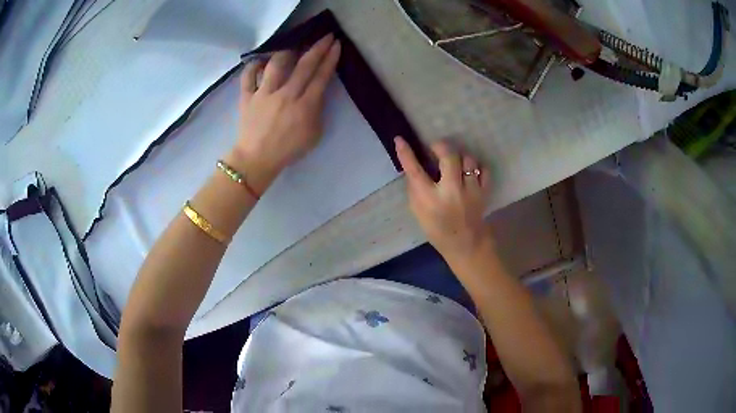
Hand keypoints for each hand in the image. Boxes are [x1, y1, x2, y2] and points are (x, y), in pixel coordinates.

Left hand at [226, 34, 341, 193]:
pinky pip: (248, 77)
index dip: (330, 59)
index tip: (336, 44)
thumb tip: (316, 92)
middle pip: (304, 65)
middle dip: (317, 48)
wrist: (257, 160)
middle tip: (325, 36)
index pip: (321, 76)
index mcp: (304, 105)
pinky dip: (252, 67)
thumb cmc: (288, 149)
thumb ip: (317, 110)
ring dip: (287, 52)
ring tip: (292, 48)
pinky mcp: (247, 97)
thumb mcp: (313, 134)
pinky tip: (259, 62)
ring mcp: (264, 94)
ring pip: (276, 65)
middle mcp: (285, 94)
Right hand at [395, 136, 491, 260]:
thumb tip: (414, 164)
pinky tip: (469, 172)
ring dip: (459, 157)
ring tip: (454, 163)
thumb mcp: (418, 211)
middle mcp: (451, 191)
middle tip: (435, 149)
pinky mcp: (484, 192)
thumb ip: (415, 187)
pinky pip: (483, 169)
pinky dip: (476, 167)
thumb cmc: (437, 228)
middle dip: (440, 146)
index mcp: (430, 199)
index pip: (415, 170)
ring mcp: (471, 191)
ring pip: (468, 159)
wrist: (465, 244)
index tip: (400, 139)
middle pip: (449, 156)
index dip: (406, 153)